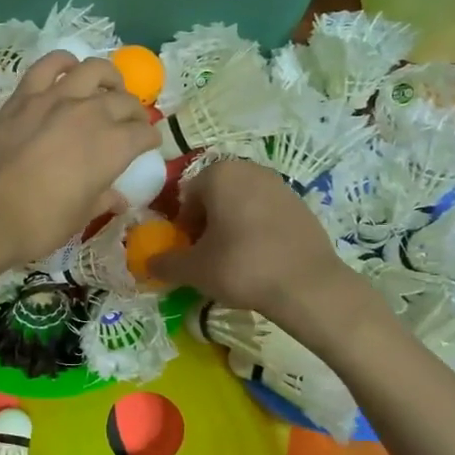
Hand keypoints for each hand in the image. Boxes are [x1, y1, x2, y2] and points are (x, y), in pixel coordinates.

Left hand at [0, 51, 158, 272]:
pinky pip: (49, 65)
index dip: (150, 139)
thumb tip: (118, 199)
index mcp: (112, 147)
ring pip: (94, 70)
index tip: (149, 144)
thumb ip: (103, 200)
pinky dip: (64, 62)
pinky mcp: (25, 96)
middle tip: (131, 123)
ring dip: (109, 78)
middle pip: (124, 101)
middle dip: (135, 112)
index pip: (144, 134)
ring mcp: (56, 99)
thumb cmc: (41, 223)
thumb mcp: (80, 217)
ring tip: (109, 87)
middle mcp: (91, 114)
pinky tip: (69, 70)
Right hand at [148, 158, 358, 329]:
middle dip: (207, 223)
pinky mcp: (302, 204)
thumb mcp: (194, 269)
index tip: (189, 252)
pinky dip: (258, 230)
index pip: (187, 196)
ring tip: (234, 260)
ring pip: (242, 204)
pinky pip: (267, 214)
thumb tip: (149, 263)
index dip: (183, 226)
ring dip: (232, 226)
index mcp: (219, 174)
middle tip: (209, 256)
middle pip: (215, 196)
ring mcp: (280, 184)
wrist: (306, 284)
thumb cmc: (241, 267)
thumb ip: (165, 263)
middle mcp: (250, 169)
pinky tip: (261, 258)